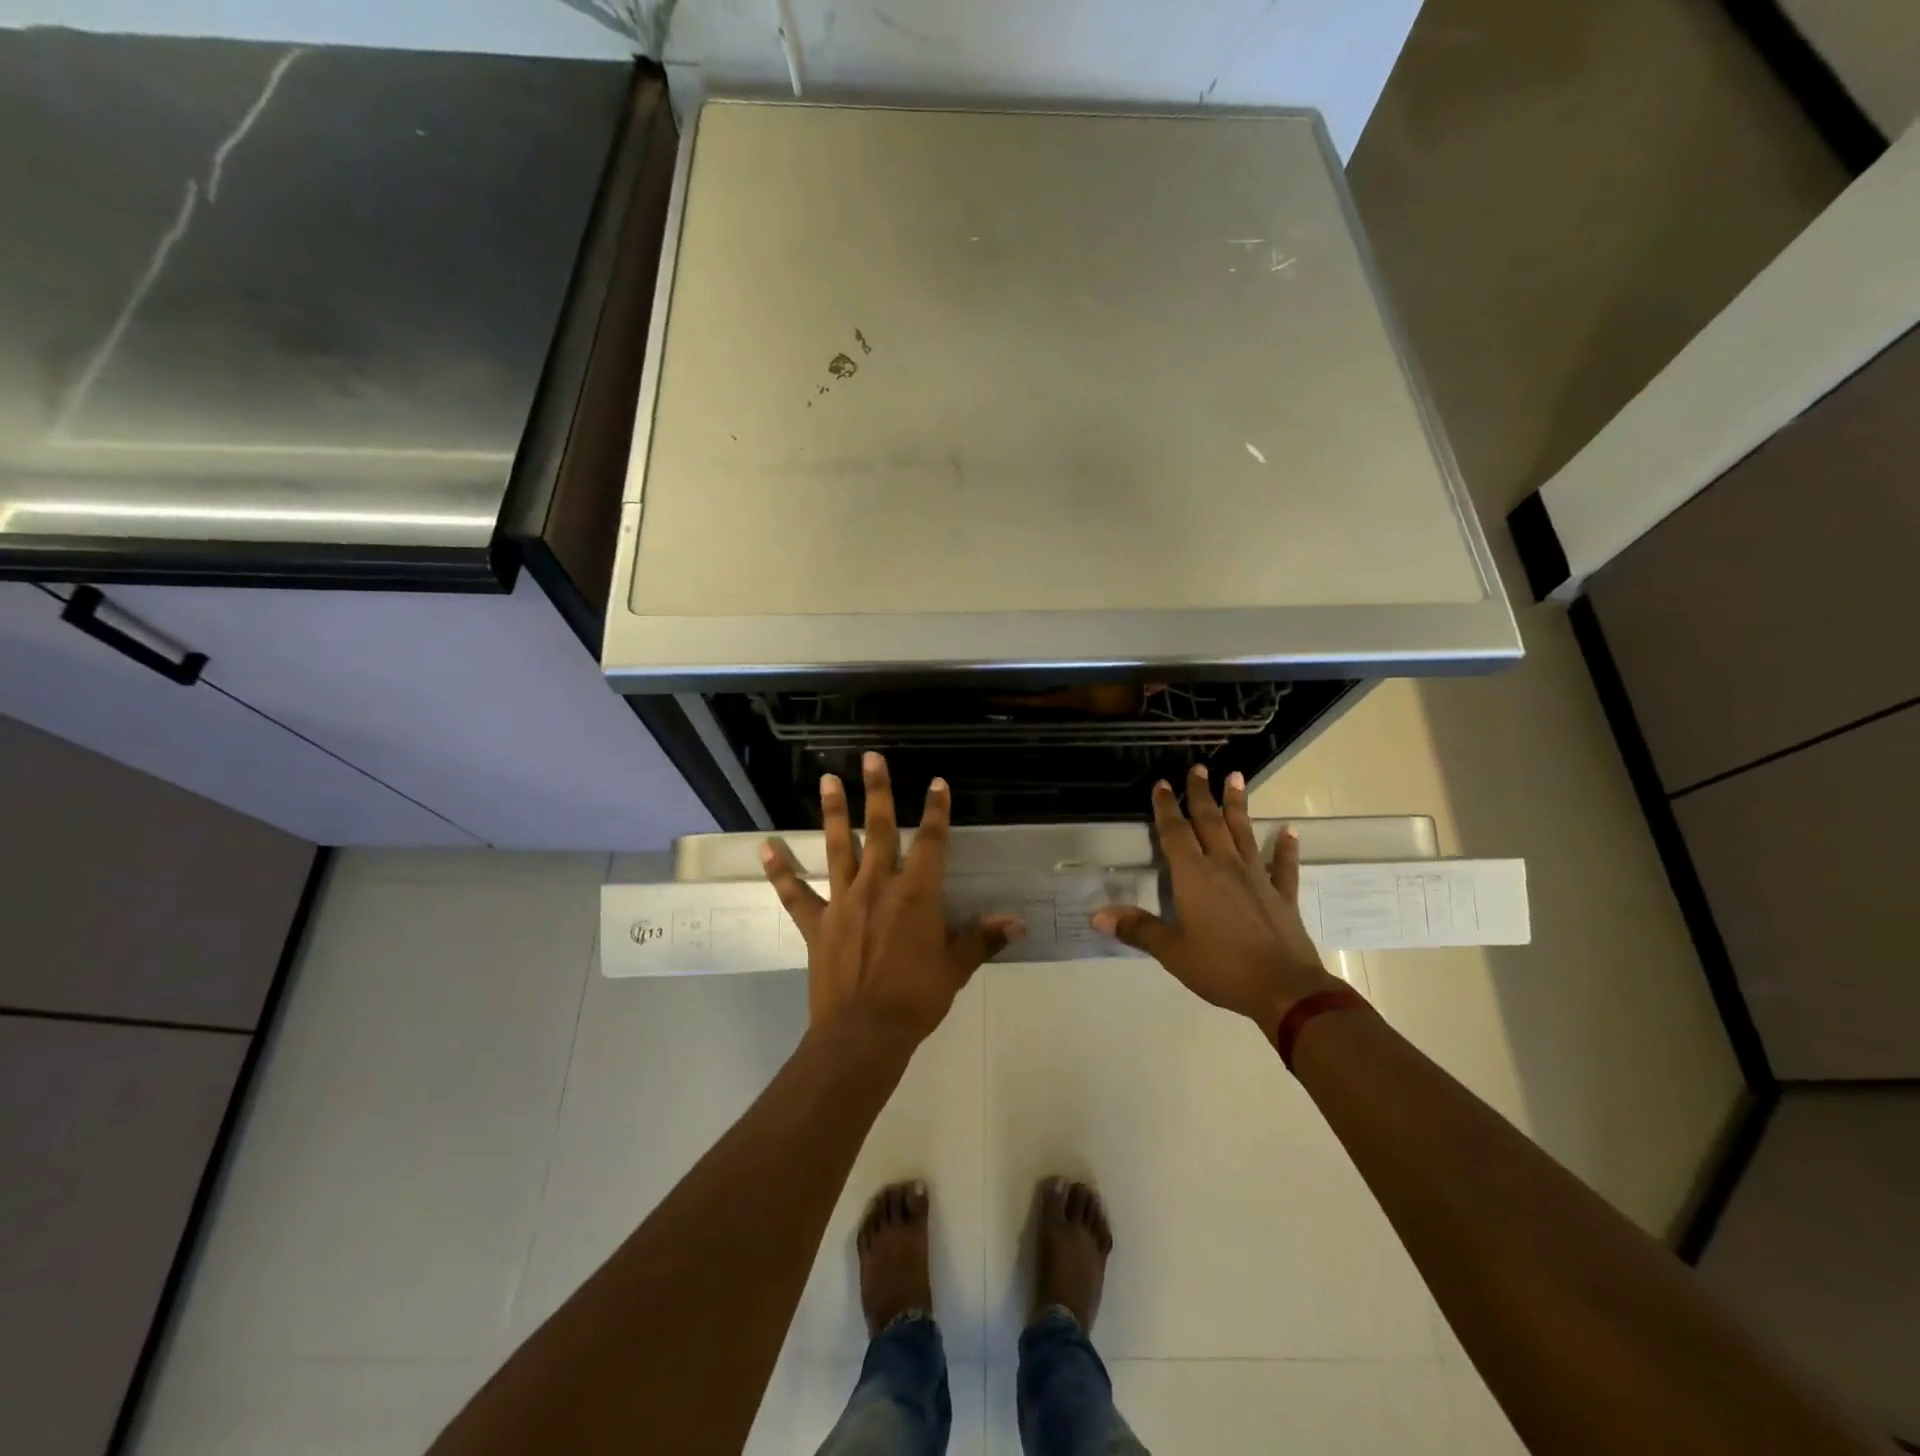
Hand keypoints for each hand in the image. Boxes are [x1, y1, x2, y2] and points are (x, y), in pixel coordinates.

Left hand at [762, 753, 1024, 1045]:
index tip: (936, 783)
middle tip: (870, 757)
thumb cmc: (916, 999)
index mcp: (916, 894)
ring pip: (837, 848)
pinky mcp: (817, 925)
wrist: (863, 1034)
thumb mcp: (955, 968)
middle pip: (878, 830)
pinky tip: (766, 847)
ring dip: (832, 813)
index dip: (935, 811)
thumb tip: (1017, 921)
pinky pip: (796, 894)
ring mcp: (843, 903)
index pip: (930, 842)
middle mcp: (879, 887)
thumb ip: (982, 938)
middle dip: (877, 792)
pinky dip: (781, 872)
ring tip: (827, 780)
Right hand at [1092, 765, 1343, 1039]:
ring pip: (1244, 833)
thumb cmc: (1221, 967)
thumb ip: (1137, 929)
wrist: (1284, 988)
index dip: (1167, 808)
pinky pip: (1283, 865)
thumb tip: (1097, 915)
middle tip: (1200, 768)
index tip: (1163, 784)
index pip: (1175, 833)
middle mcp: (1224, 867)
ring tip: (1236, 777)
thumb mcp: (1172, 951)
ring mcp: (1257, 878)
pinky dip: (1286, 848)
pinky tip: (1289, 831)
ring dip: (1238, 806)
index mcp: (1194, 876)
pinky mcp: (1281, 895)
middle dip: (1202, 794)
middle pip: (1210, 823)